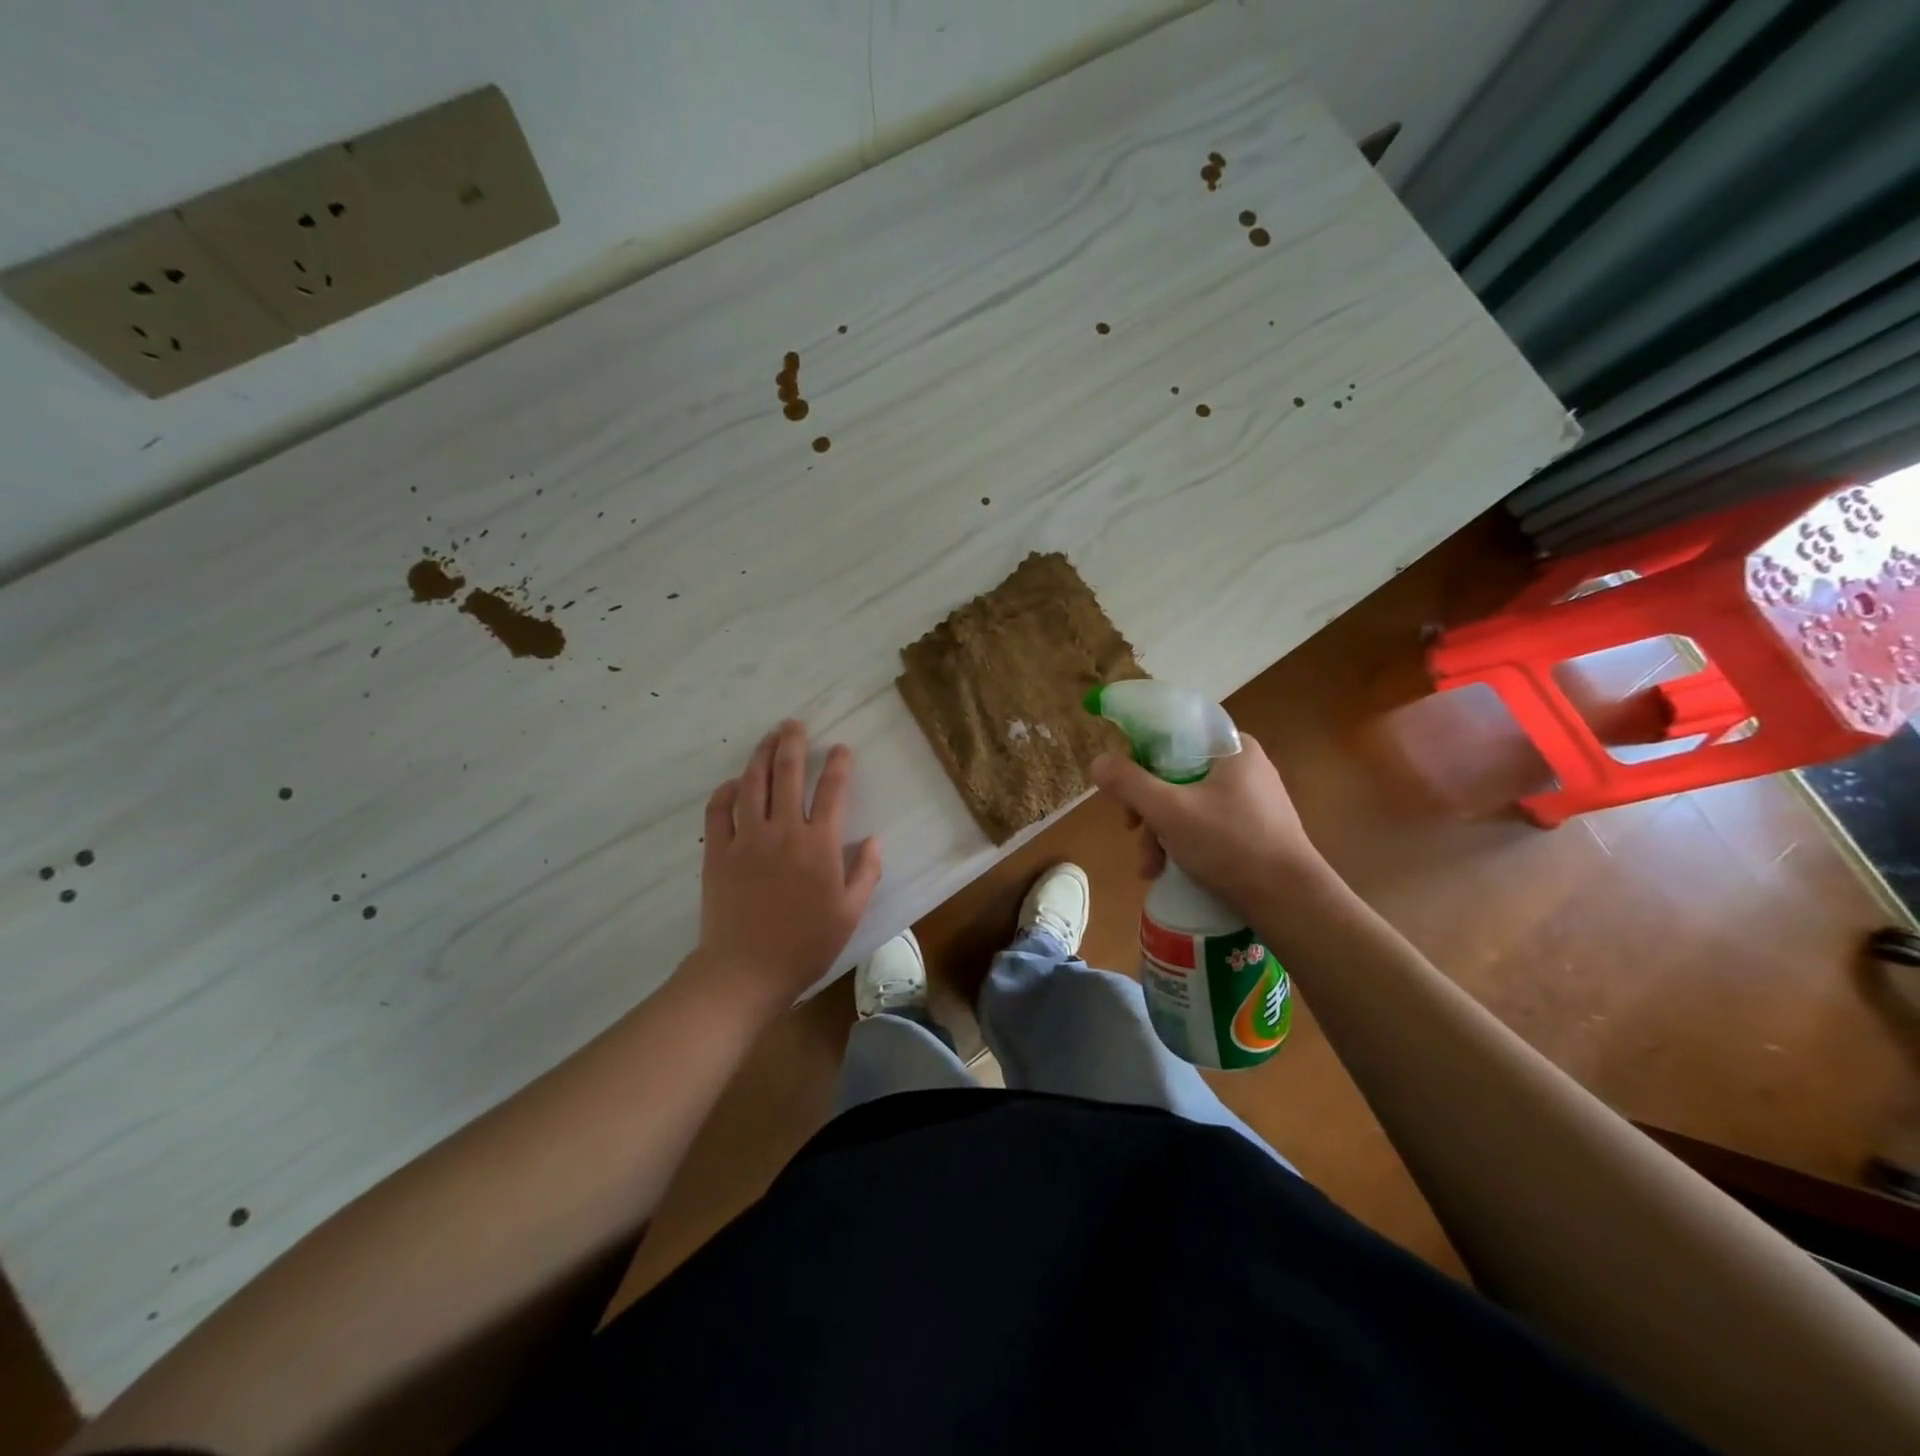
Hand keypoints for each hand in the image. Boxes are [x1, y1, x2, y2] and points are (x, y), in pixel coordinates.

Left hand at [694, 720, 882, 1009]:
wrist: (746, 970)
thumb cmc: (805, 944)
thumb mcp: (850, 912)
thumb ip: (866, 872)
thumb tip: (874, 839)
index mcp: (820, 845)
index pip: (833, 791)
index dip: (839, 764)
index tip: (841, 748)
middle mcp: (783, 830)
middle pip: (788, 773)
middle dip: (794, 743)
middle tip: (796, 725)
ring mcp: (746, 838)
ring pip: (753, 783)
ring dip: (762, 754)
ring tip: (769, 736)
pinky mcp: (718, 851)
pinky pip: (718, 810)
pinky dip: (726, 791)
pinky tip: (735, 782)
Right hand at [1089, 733, 1325, 916]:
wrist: (1290, 901)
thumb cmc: (1229, 845)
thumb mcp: (1168, 811)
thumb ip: (1129, 782)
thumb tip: (1098, 762)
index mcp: (1232, 748)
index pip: (1173, 735)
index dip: (1141, 757)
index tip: (1124, 787)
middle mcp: (1244, 766)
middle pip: (1175, 773)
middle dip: (1147, 808)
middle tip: (1133, 832)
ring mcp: (1252, 799)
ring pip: (1187, 802)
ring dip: (1160, 832)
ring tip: (1151, 866)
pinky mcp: (1254, 828)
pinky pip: (1205, 823)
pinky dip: (1183, 841)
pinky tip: (1169, 869)